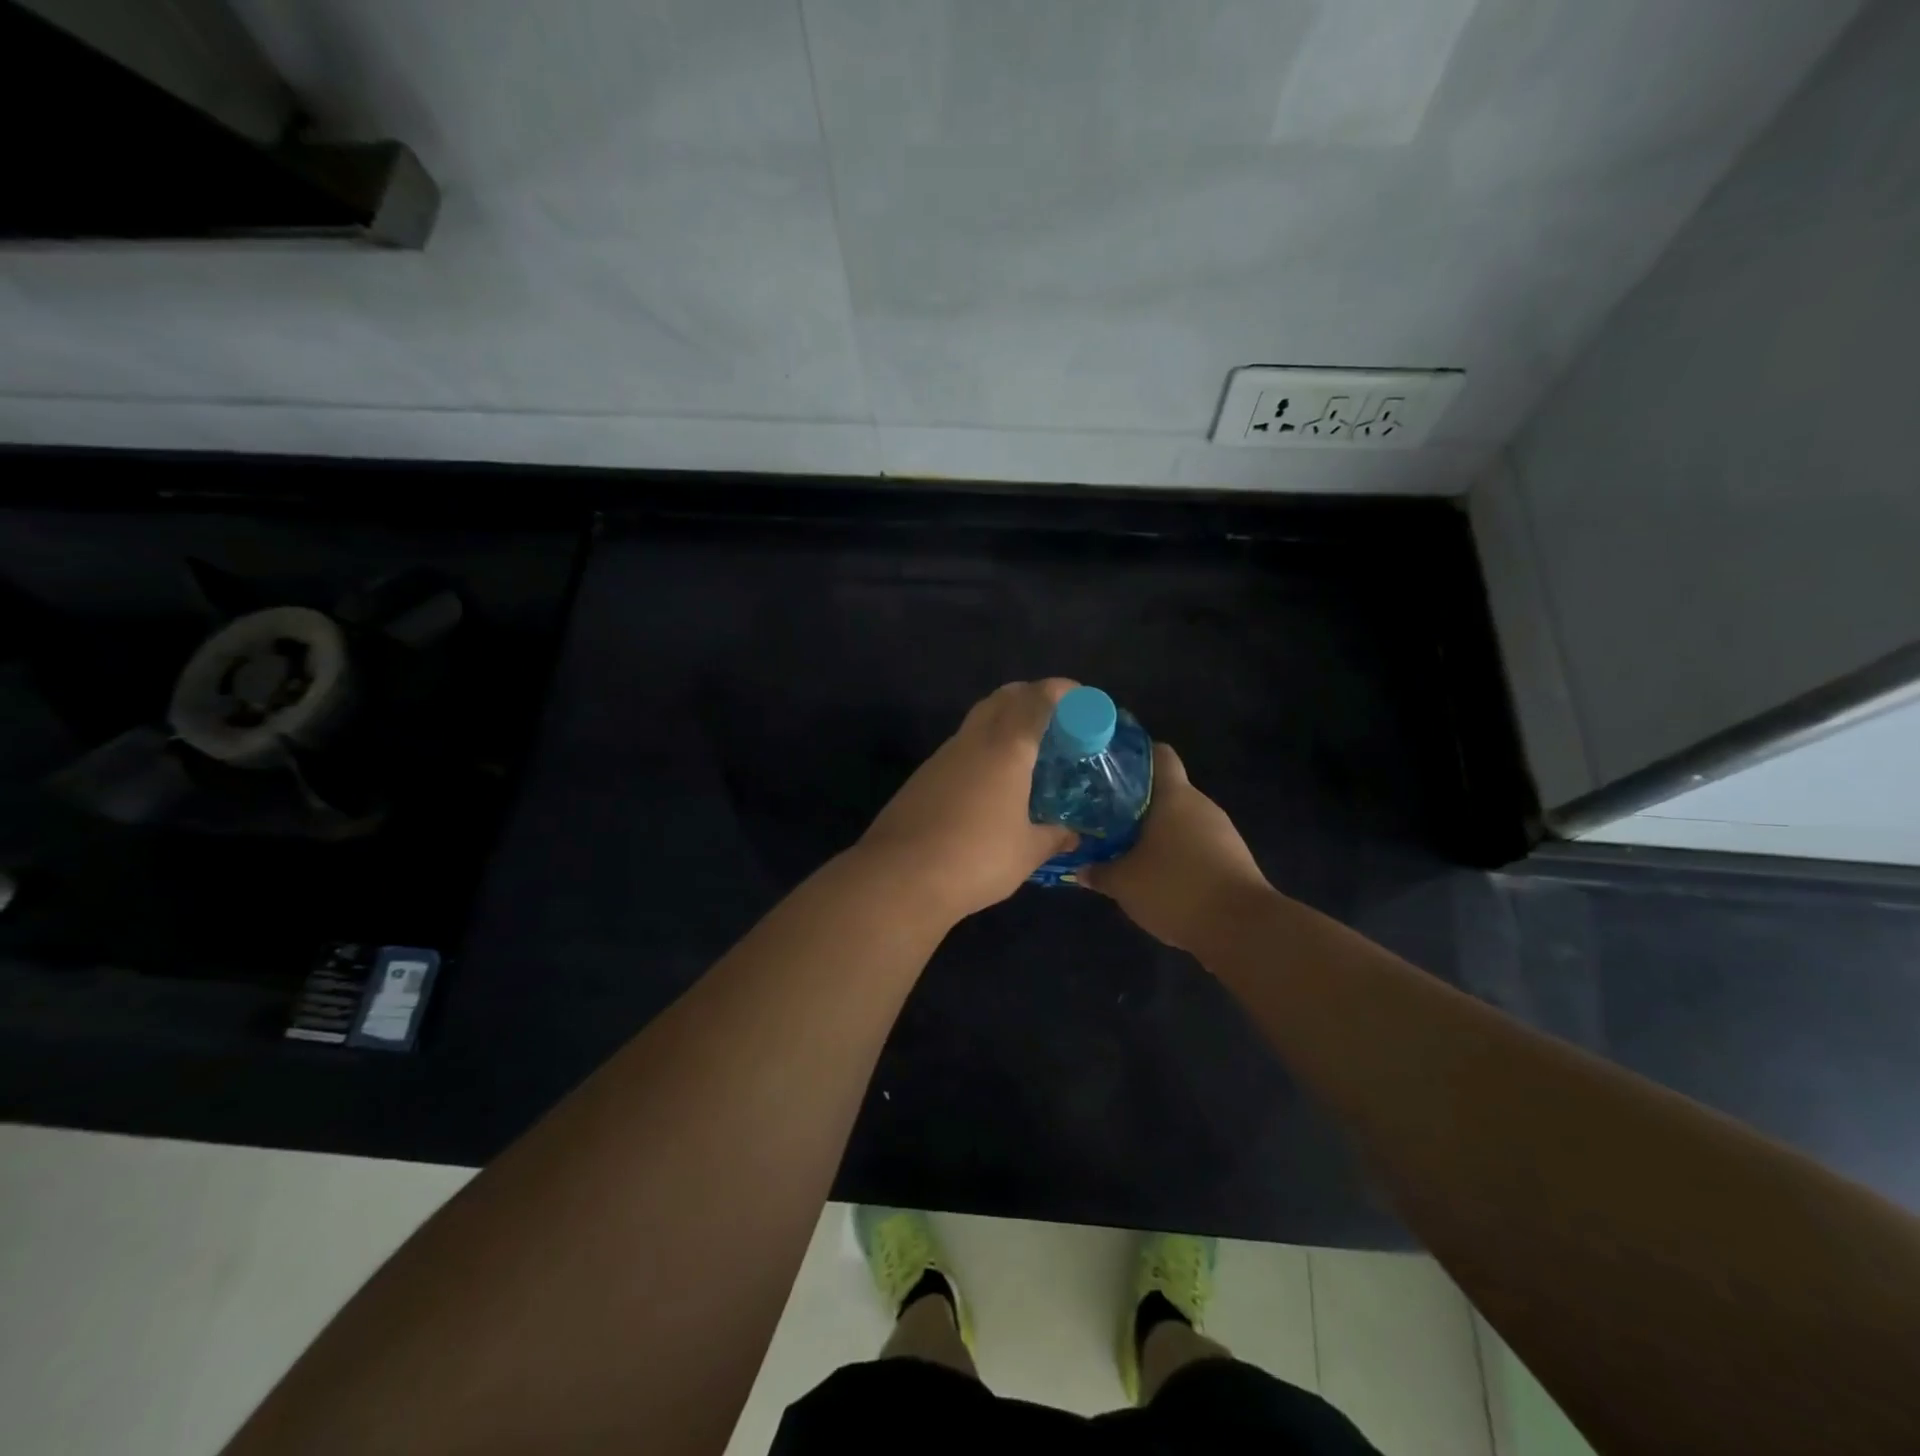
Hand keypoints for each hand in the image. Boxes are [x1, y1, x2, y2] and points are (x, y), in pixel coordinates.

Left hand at [855, 680, 1079, 924]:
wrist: (899, 877)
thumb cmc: (976, 858)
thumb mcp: (1026, 853)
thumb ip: (1053, 838)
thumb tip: (1072, 836)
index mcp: (1007, 748)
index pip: (1037, 700)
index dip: (1061, 691)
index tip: (1081, 698)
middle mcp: (973, 741)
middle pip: (1003, 698)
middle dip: (1030, 696)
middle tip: (1054, 719)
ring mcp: (942, 757)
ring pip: (978, 721)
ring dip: (1003, 722)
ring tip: (1025, 752)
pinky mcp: (922, 777)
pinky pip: (960, 748)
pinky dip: (982, 749)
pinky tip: (990, 782)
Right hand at [1079, 743, 1270, 954]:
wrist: (1242, 928)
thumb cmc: (1176, 888)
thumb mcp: (1124, 884)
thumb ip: (1099, 872)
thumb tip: (1080, 869)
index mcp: (1175, 796)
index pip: (1159, 754)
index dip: (1136, 755)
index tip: (1111, 767)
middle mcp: (1201, 805)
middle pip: (1167, 791)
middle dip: (1137, 802)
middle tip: (1106, 816)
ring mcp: (1222, 832)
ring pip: (1182, 821)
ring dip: (1157, 832)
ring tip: (1126, 848)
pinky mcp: (1233, 859)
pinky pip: (1197, 846)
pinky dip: (1177, 854)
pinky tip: (1158, 875)